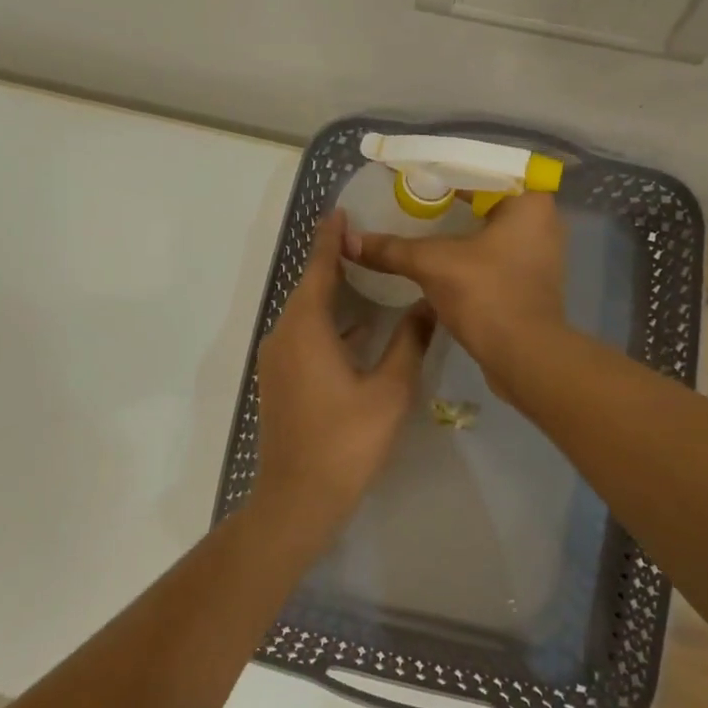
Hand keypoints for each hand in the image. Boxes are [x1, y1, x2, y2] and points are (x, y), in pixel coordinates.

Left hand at [253, 213, 433, 530]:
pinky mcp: (280, 380)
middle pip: (309, 288)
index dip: (330, 239)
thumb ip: (410, 342)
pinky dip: (328, 324)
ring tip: (366, 277)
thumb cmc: (347, 441)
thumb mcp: (390, 390)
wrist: (299, 496)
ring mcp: (277, 360)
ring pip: (306, 314)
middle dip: (333, 262)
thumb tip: (430, 303)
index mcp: (306, 329)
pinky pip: (303, 336)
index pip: (318, 269)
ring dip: (332, 295)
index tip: (341, 211)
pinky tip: (357, 329)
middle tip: (365, 240)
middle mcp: (284, 336)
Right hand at [348, 192, 568, 395]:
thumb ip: (391, 249)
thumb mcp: (432, 264)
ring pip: (489, 231)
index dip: (441, 174)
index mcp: (530, 202)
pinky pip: (493, 256)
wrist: (524, 357)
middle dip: (448, 202)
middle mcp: (542, 221)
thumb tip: (348, 241)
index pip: (479, 173)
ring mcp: (539, 254)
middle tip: (410, 201)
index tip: (409, 178)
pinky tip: (438, 260)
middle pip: (485, 201)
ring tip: (418, 228)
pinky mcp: (530, 282)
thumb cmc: (486, 294)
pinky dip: (466, 255)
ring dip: (457, 231)